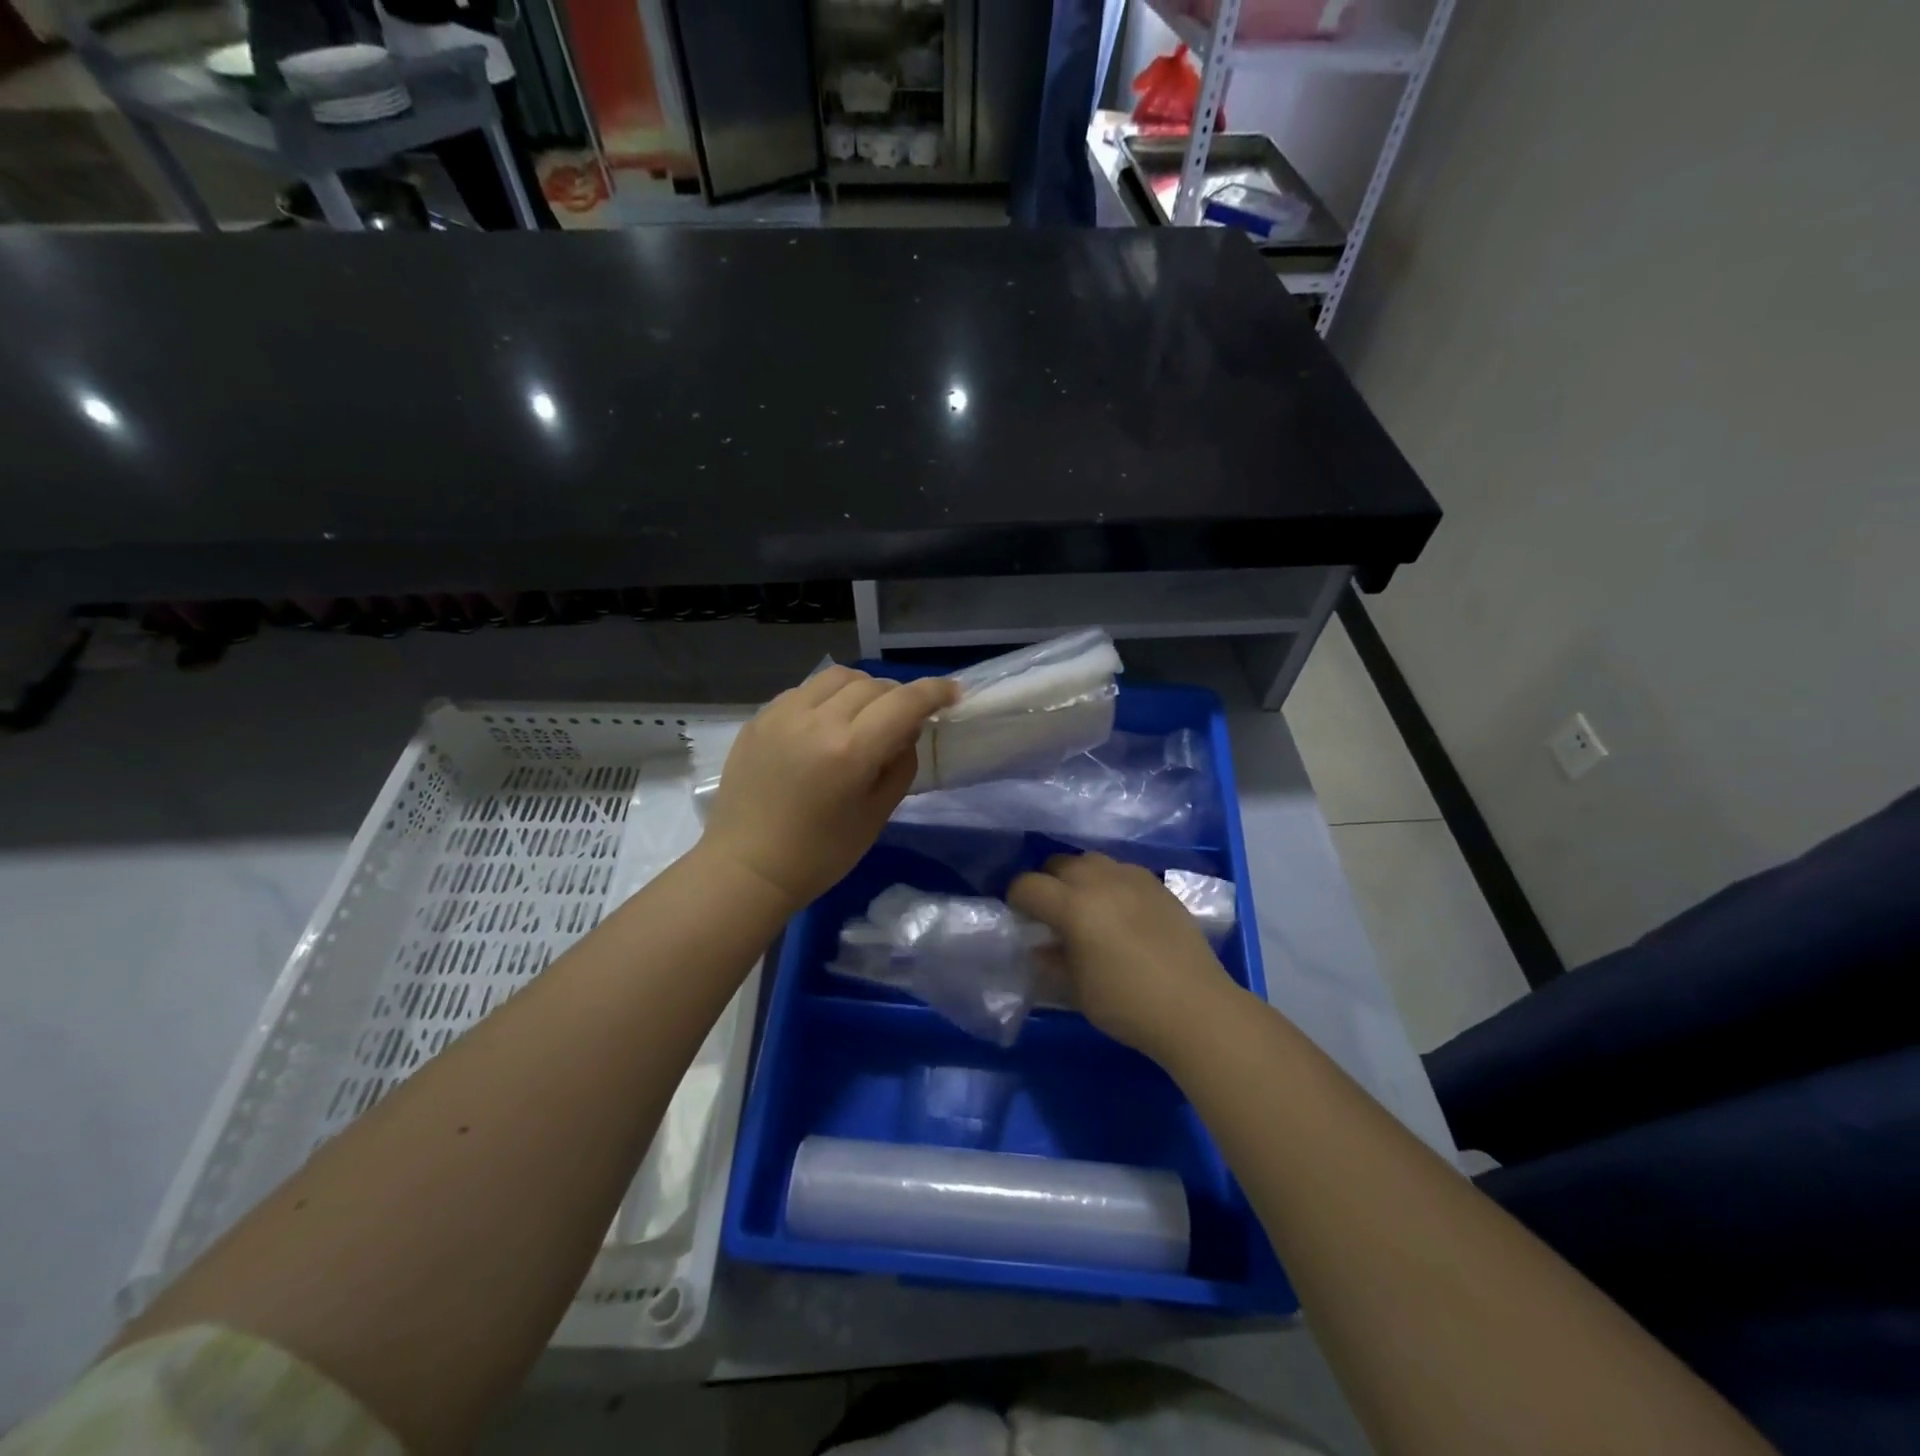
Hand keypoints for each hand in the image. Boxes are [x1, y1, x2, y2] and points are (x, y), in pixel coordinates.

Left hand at [702, 666, 956, 909]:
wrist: (747, 868)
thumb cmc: (820, 855)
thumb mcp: (877, 815)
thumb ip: (901, 765)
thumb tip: (907, 731)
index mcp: (850, 750)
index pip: (905, 702)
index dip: (935, 692)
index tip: (952, 693)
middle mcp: (816, 720)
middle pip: (873, 684)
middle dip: (899, 696)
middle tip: (905, 720)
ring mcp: (783, 714)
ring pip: (837, 677)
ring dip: (863, 689)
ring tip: (866, 714)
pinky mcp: (760, 718)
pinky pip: (805, 691)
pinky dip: (828, 698)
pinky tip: (827, 724)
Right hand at [1009, 852, 1239, 1059]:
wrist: (1195, 1007)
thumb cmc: (1127, 1003)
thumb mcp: (1077, 990)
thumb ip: (1052, 961)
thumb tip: (1039, 947)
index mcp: (1073, 906)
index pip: (1028, 885)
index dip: (1017, 899)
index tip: (1020, 917)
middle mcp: (1100, 880)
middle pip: (1059, 863)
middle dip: (1048, 883)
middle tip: (1052, 913)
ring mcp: (1132, 878)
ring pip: (1092, 860)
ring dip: (1079, 877)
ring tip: (1086, 905)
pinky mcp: (1157, 885)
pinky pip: (1122, 870)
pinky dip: (1110, 882)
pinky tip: (1119, 909)